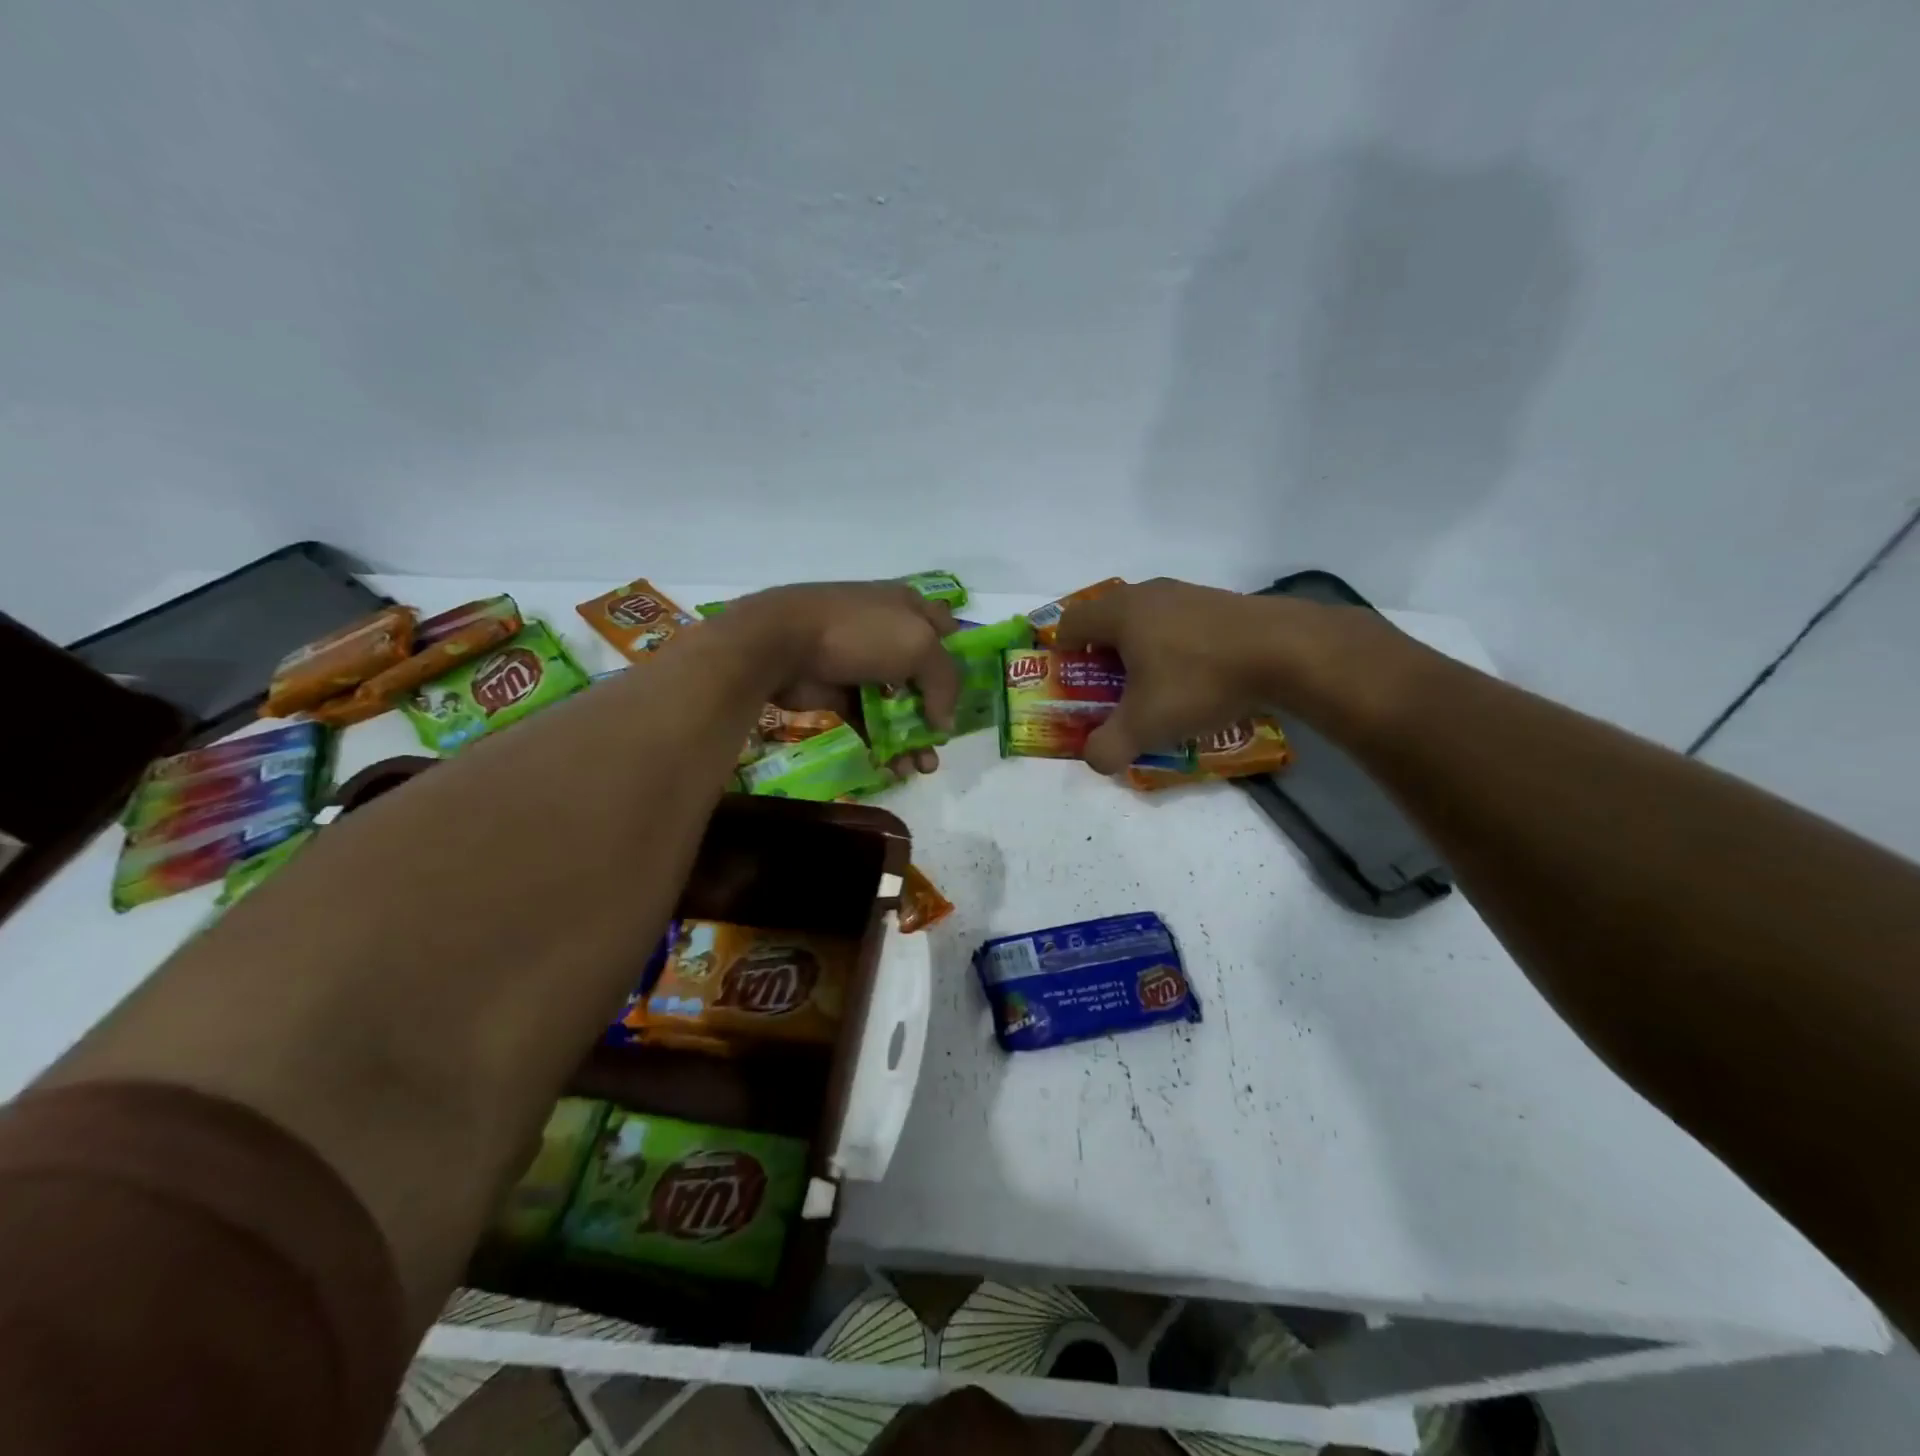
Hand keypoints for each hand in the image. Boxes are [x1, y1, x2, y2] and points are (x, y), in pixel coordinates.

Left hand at [726, 582, 961, 775]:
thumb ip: (944, 683)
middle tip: (943, 745)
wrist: (782, 642)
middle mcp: (889, 634)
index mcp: (911, 609)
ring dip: (913, 738)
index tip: (971, 698)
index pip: (949, 633)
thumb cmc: (860, 633)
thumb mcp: (919, 647)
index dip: (962, 663)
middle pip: (924, 678)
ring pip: (898, 706)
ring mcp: (862, 665)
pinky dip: (882, 745)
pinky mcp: (839, 693)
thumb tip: (944, 724)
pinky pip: (870, 722)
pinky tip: (893, 767)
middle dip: (938, 714)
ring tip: (922, 768)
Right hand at [1053, 578, 1291, 774]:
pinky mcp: (1219, 603)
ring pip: (1145, 621)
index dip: (1063, 653)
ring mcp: (1186, 594)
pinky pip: (1179, 624)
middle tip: (1112, 691)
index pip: (1070, 622)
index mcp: (1120, 613)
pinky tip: (1196, 680)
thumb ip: (1108, 747)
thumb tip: (1095, 760)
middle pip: (1107, 620)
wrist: (1287, 652)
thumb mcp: (1145, 726)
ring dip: (1140, 653)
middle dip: (1102, 657)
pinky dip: (1174, 649)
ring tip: (1156, 689)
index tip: (1075, 683)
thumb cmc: (1199, 681)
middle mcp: (1148, 594)